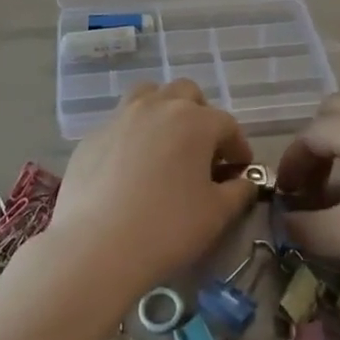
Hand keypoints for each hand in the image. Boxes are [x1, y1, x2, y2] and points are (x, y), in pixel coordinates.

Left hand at [45, 79, 256, 304]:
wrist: (97, 246)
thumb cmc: (167, 228)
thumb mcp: (216, 215)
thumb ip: (238, 192)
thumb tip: (245, 182)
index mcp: (194, 120)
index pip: (227, 124)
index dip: (238, 146)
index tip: (239, 169)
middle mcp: (158, 106)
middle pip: (187, 93)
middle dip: (201, 115)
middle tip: (203, 151)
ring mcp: (121, 116)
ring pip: (149, 95)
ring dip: (164, 111)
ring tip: (165, 144)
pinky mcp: (94, 134)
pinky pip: (120, 123)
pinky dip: (133, 134)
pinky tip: (130, 168)